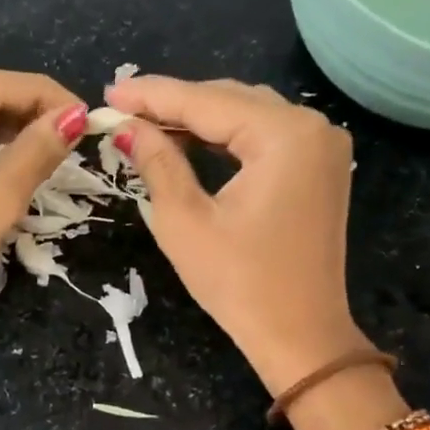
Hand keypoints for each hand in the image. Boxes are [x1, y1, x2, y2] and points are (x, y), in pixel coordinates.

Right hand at [107, 76, 363, 392]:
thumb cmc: (239, 284)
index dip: (152, 96)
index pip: (205, 102)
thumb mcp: (185, 221)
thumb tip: (127, 127)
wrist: (300, 337)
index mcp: (284, 135)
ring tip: (145, 124)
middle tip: (121, 110)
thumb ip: (158, 163)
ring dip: (197, 120)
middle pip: (229, 101)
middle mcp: (312, 127)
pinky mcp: (319, 168)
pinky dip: (224, 139)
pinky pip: (263, 138)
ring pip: (247, 116)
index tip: (108, 92)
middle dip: (174, 105)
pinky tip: (188, 143)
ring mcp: (321, 147)